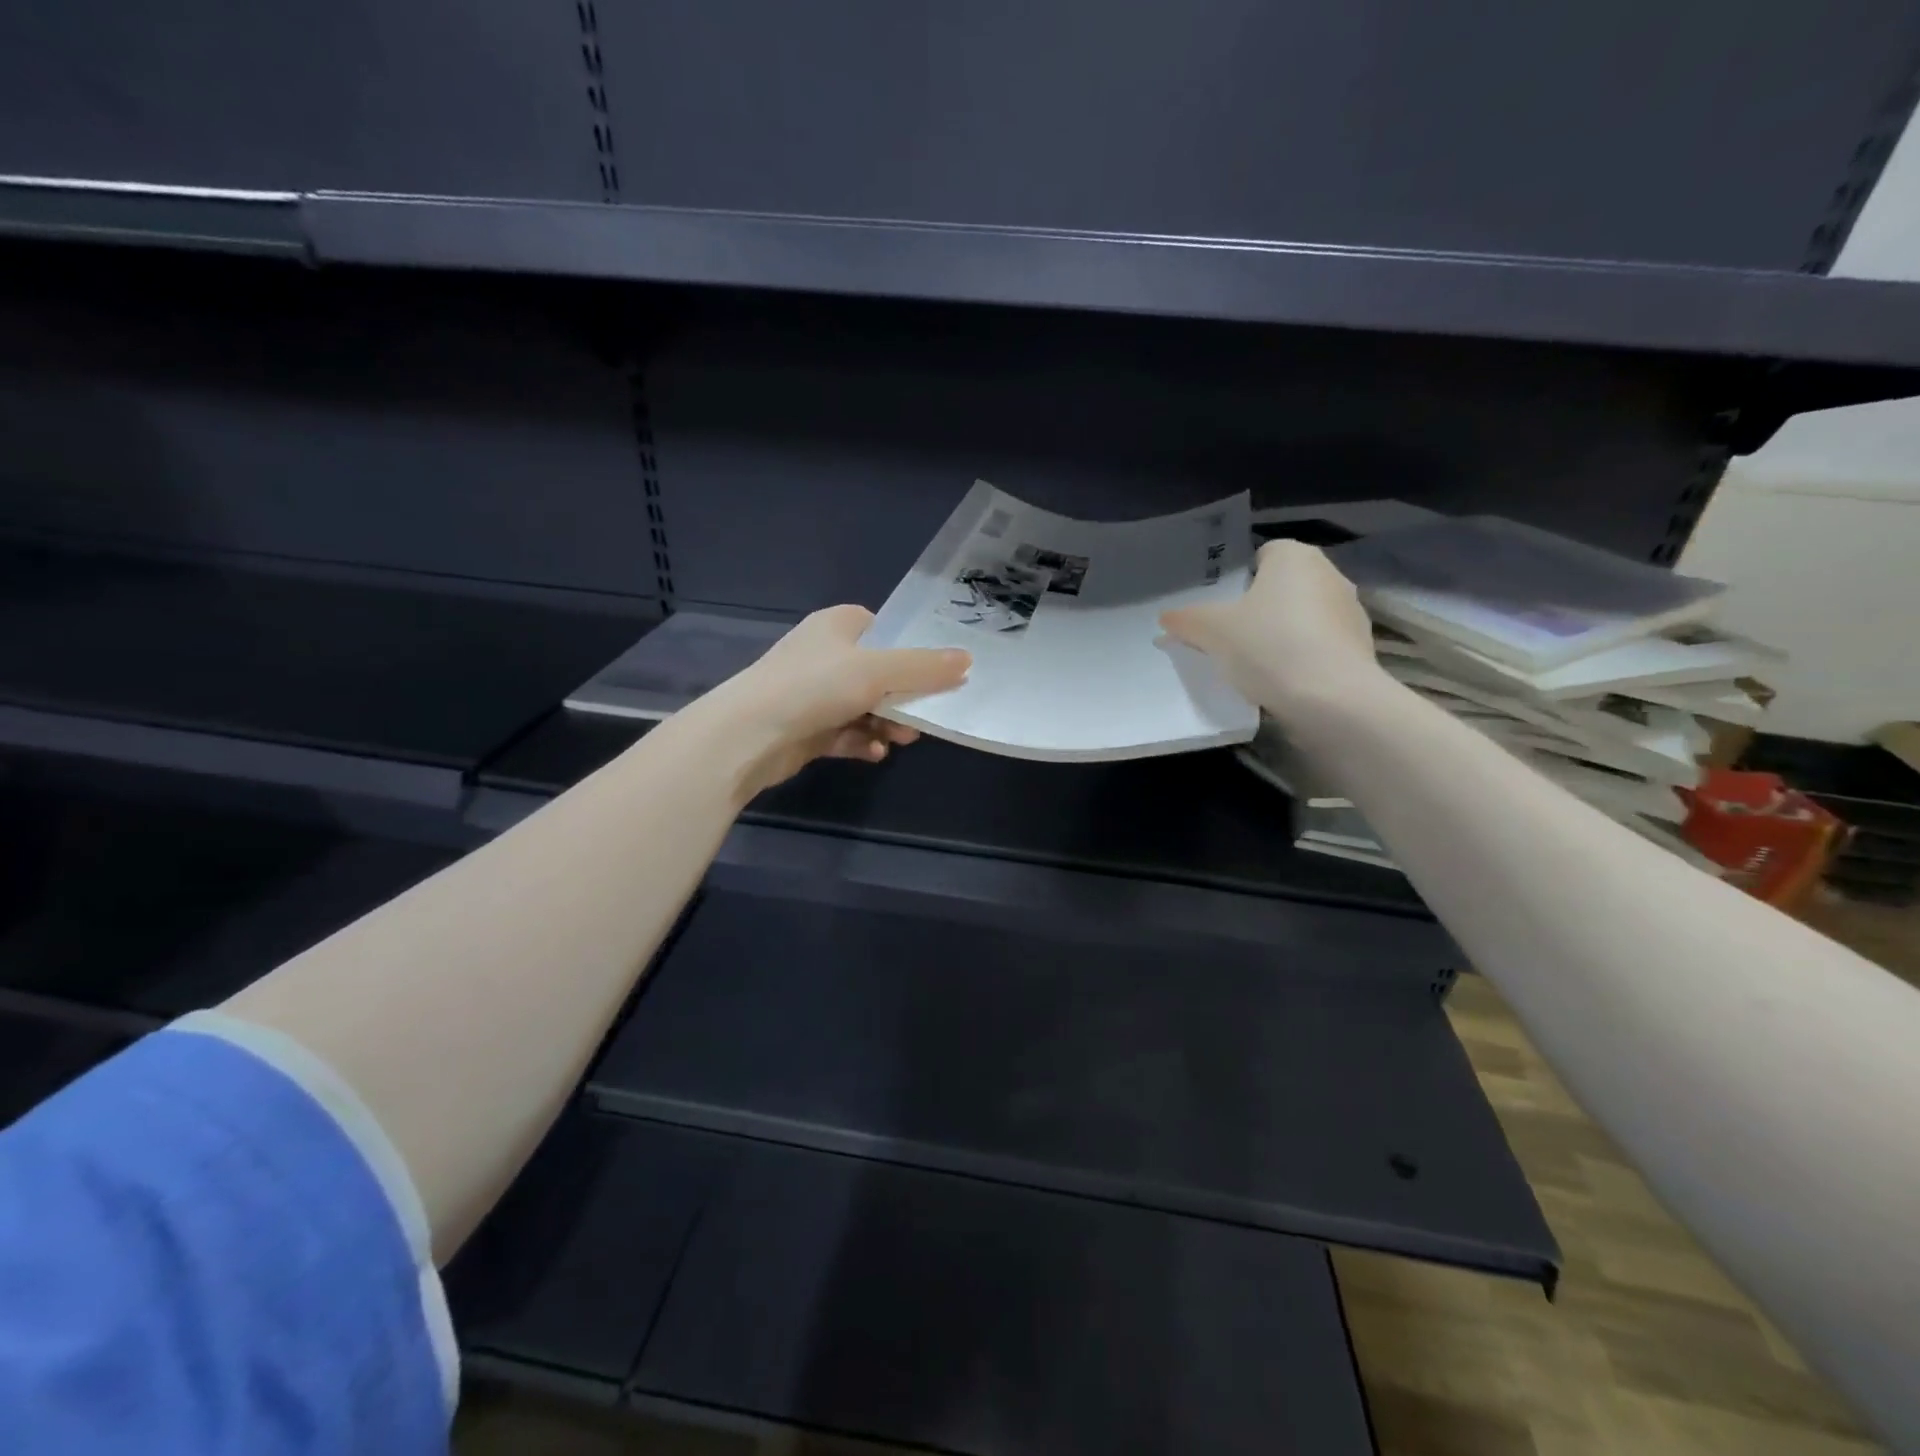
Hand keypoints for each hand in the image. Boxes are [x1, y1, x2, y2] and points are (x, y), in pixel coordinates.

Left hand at [692, 604, 970, 797]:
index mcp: (837, 626)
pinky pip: (845, 733)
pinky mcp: (806, 728)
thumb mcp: (878, 671)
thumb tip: (968, 660)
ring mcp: (813, 693)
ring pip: (864, 706)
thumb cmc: (815, 687)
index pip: (883, 629)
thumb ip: (925, 667)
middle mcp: (824, 655)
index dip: (911, 649)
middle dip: (904, 696)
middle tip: (926, 715)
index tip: (938, 672)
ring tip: (902, 738)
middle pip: (879, 672)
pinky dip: (862, 741)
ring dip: (887, 722)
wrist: (748, 735)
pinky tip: (875, 753)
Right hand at [1160, 540, 1384, 723]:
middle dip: (1260, 607)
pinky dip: (1303, 657)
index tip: (1223, 608)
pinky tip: (1283, 681)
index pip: (1263, 554)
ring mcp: (1350, 612)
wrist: (1331, 699)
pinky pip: (1321, 645)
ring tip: (1256, 664)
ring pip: (1304, 616)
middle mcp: (1329, 574)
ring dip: (1283, 633)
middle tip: (1231, 636)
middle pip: (1284, 586)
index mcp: (1295, 557)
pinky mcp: (1361, 648)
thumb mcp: (1211, 632)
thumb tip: (1166, 618)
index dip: (1240, 579)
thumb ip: (1186, 621)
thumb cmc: (1268, 646)